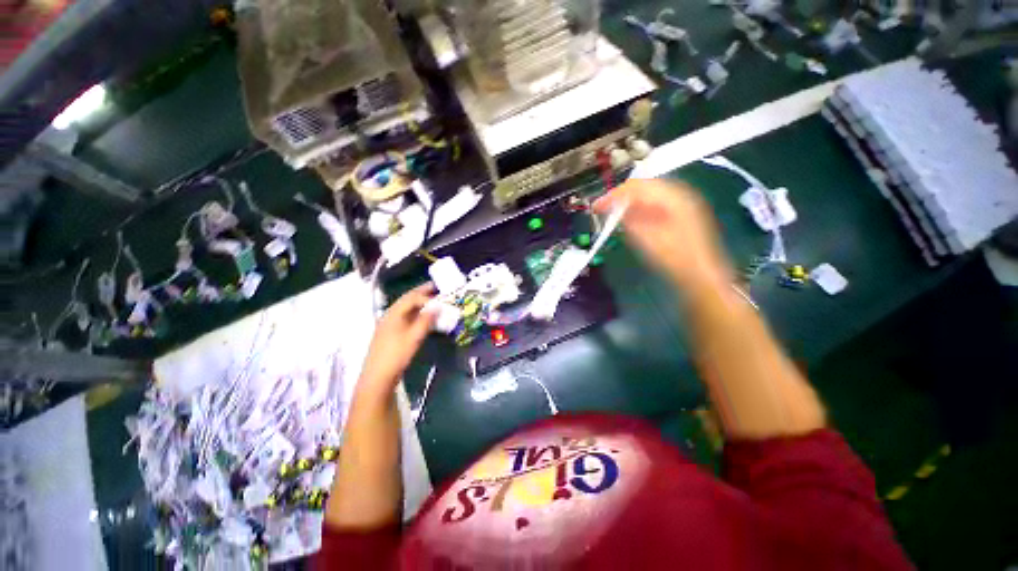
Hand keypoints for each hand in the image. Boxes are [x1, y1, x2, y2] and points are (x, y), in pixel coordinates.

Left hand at [359, 284, 436, 395]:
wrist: (377, 377)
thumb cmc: (396, 355)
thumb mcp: (414, 337)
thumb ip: (426, 320)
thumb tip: (437, 307)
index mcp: (394, 314)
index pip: (412, 298)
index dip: (426, 296)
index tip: (440, 298)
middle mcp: (389, 315)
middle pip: (406, 299)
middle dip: (420, 292)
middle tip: (434, 286)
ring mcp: (388, 324)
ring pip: (404, 308)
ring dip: (417, 302)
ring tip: (430, 299)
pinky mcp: (390, 333)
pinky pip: (404, 316)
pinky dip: (414, 312)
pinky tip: (421, 316)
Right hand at [594, 179, 732, 292]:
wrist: (700, 277)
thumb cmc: (674, 259)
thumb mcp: (647, 239)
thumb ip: (630, 220)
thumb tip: (614, 208)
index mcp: (674, 198)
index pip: (638, 186)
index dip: (614, 195)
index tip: (597, 207)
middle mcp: (680, 195)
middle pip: (645, 186)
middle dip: (621, 196)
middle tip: (603, 209)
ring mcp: (683, 204)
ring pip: (650, 194)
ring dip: (629, 202)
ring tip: (613, 214)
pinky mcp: (681, 215)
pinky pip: (656, 204)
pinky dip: (640, 208)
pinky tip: (631, 218)